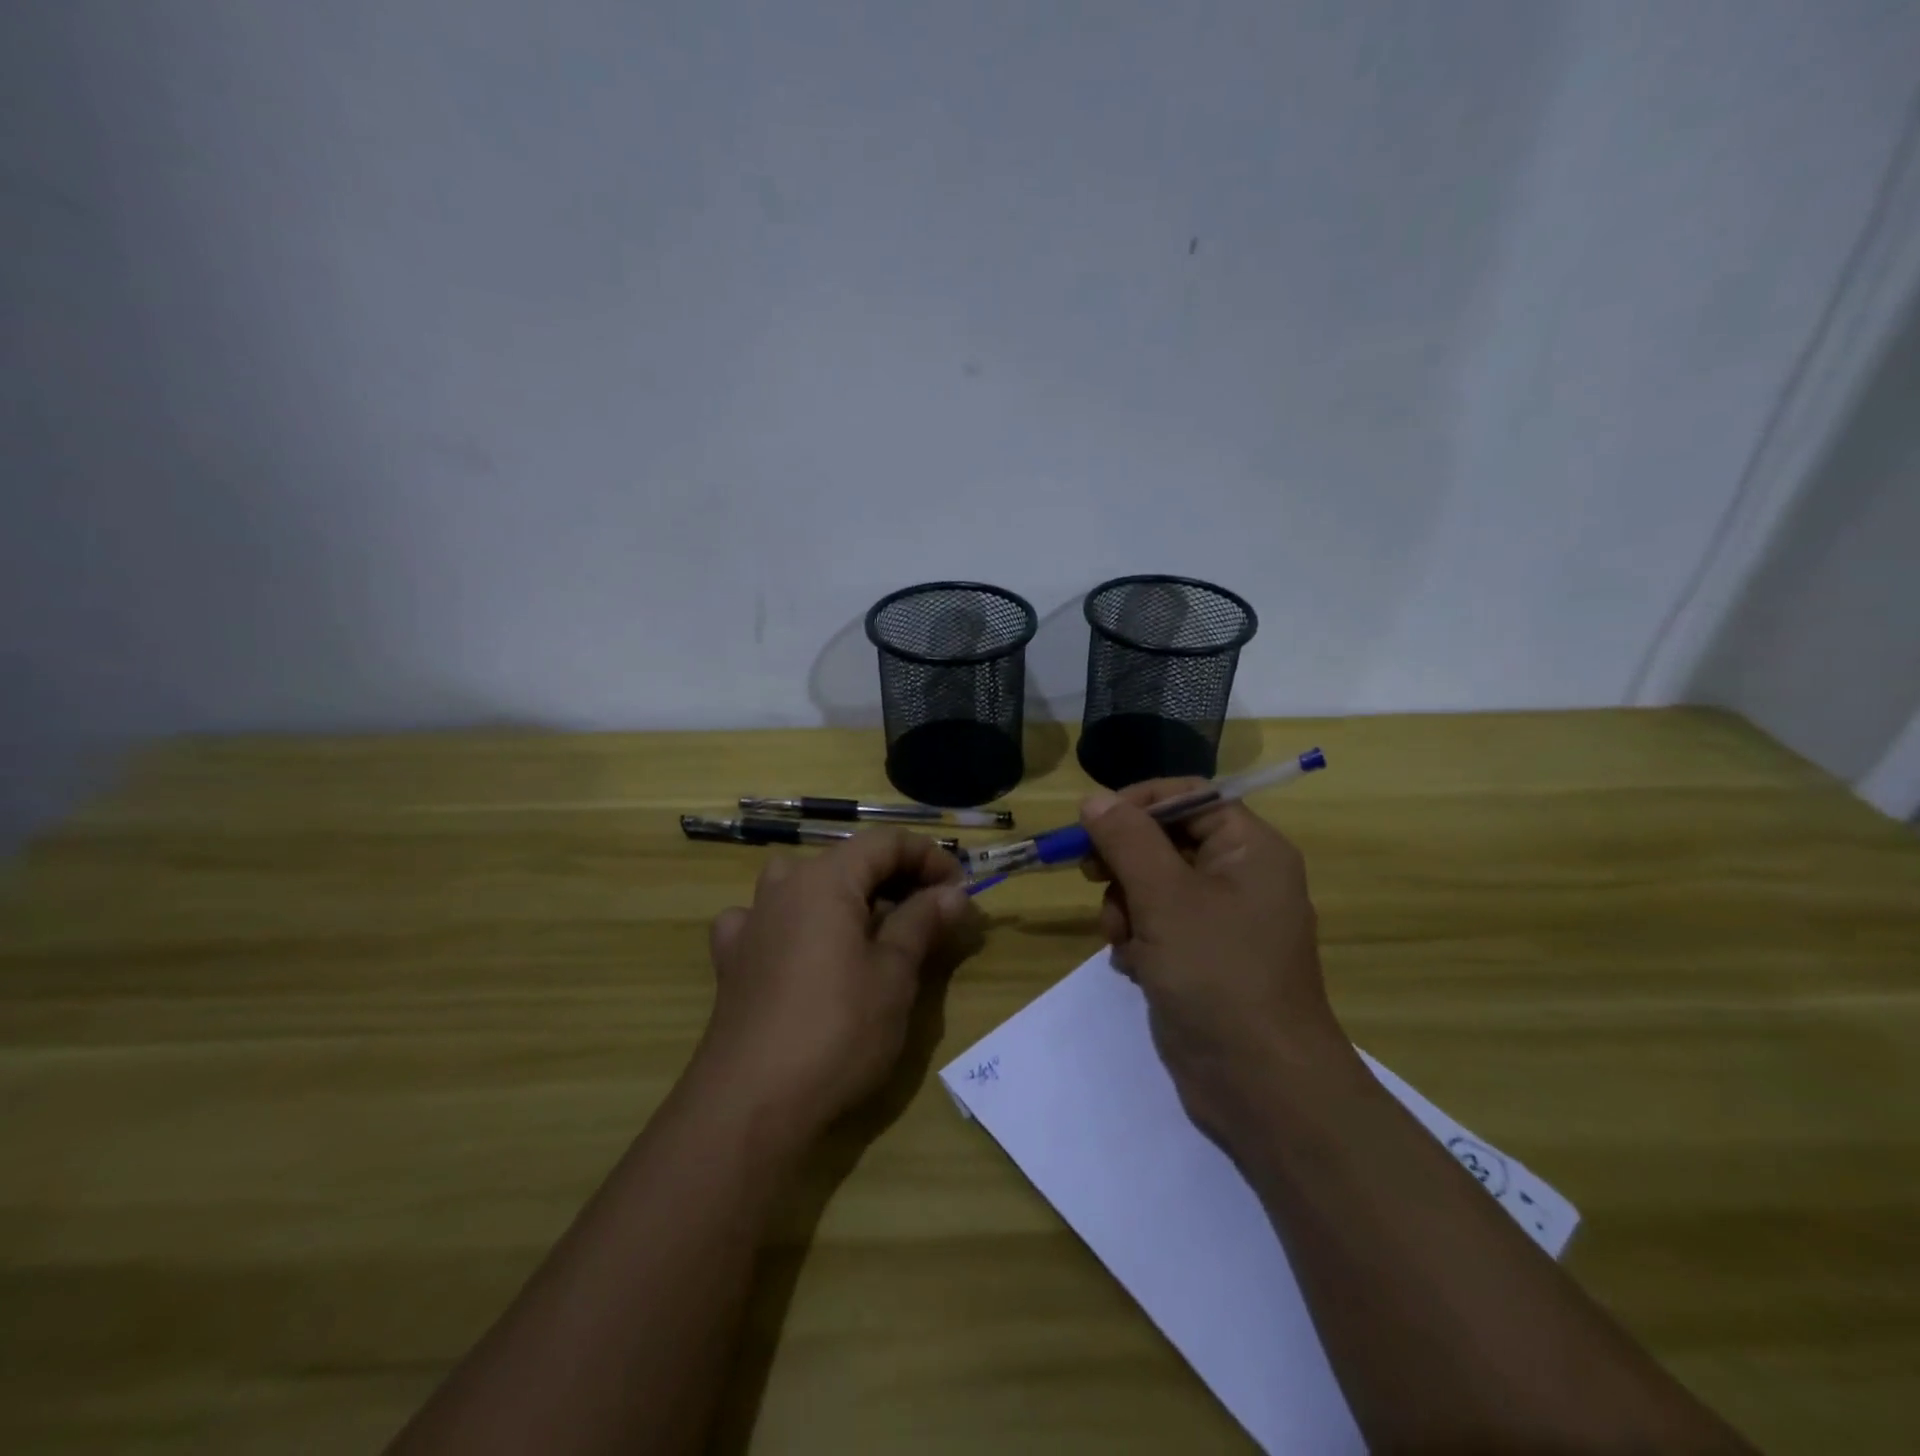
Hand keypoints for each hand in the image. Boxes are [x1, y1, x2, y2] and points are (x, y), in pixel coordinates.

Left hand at [695, 830, 978, 1135]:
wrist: (751, 1104)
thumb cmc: (837, 1030)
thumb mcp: (895, 974)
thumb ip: (922, 922)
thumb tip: (952, 893)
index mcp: (825, 879)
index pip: (885, 843)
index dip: (928, 857)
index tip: (959, 889)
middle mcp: (783, 888)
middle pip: (847, 861)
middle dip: (895, 878)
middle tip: (932, 913)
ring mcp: (751, 923)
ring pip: (804, 885)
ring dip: (844, 896)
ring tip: (871, 928)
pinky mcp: (732, 961)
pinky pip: (766, 921)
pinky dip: (792, 924)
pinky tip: (800, 950)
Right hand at [1079, 780, 1352, 1139]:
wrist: (1260, 1085)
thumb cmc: (1218, 975)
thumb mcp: (1165, 897)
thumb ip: (1127, 840)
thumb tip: (1092, 798)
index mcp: (1249, 848)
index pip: (1188, 796)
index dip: (1138, 803)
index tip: (1091, 822)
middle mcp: (1239, 876)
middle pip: (1165, 840)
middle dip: (1124, 863)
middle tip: (1091, 876)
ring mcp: (1221, 920)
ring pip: (1153, 885)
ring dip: (1125, 906)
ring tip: (1122, 940)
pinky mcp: (1202, 957)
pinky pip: (1157, 925)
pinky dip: (1137, 938)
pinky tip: (1134, 966)